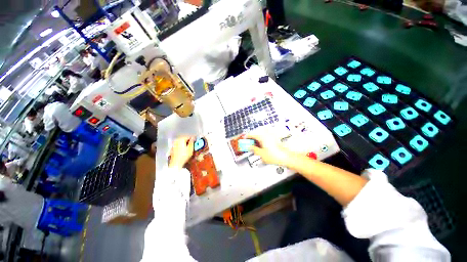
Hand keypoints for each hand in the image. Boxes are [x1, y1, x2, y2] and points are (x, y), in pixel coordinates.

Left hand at [169, 136, 194, 168]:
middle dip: (189, 140)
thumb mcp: (190, 148)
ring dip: (185, 142)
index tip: (196, 140)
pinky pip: (179, 144)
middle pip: (184, 138)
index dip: (193, 138)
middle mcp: (176, 140)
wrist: (176, 163)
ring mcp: (174, 144)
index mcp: (181, 139)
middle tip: (193, 143)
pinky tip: (184, 148)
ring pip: (181, 141)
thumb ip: (192, 142)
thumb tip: (193, 138)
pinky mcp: (172, 148)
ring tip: (189, 146)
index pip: (188, 136)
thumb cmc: (184, 155)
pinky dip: (182, 145)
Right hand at [246, 134, 295, 166]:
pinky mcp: (273, 140)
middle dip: (251, 139)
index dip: (247, 137)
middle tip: (248, 144)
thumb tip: (249, 147)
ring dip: (256, 140)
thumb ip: (254, 149)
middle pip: (256, 135)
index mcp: (262, 137)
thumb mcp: (261, 154)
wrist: (286, 157)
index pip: (252, 135)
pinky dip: (261, 142)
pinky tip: (260, 147)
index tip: (244, 139)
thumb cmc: (275, 156)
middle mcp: (266, 135)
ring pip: (260, 137)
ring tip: (254, 147)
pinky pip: (264, 139)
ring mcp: (271, 137)